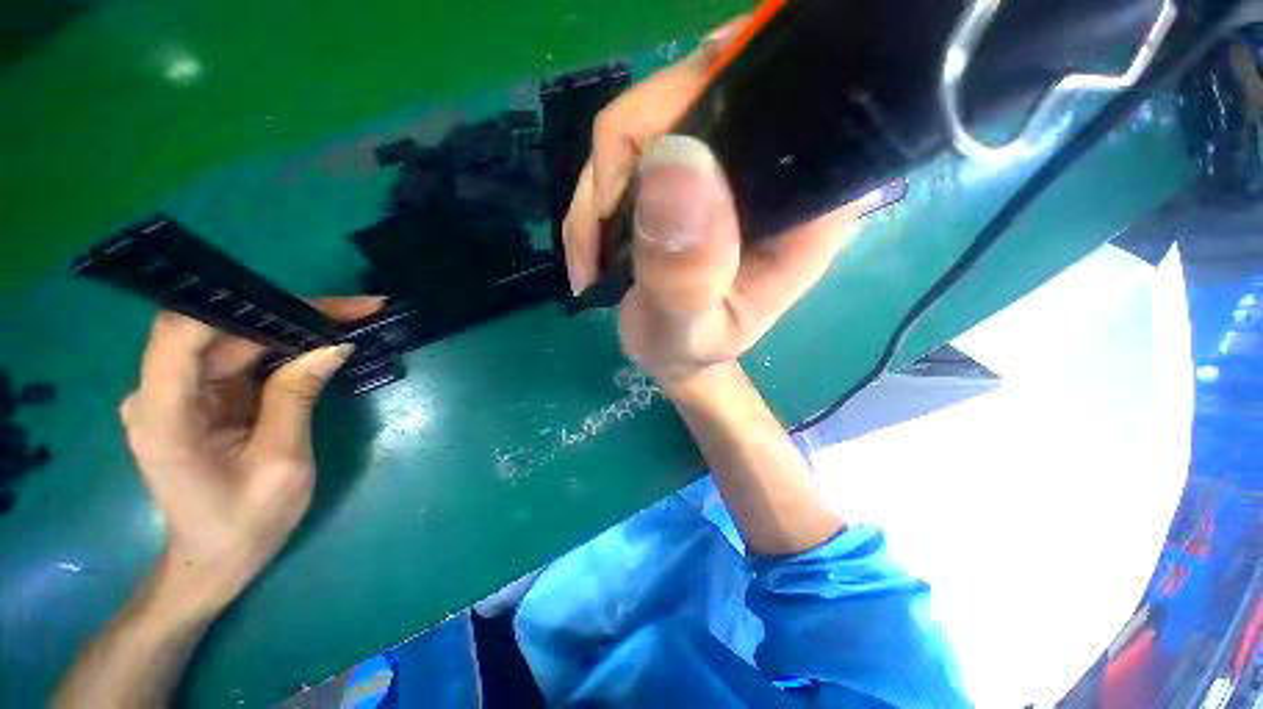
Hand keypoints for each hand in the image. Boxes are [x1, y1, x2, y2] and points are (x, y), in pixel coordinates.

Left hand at [119, 298, 380, 611]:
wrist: (217, 558)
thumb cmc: (247, 523)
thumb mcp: (283, 462)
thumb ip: (296, 398)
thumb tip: (333, 345)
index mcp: (165, 418)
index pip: (181, 336)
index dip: (239, 308)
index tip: (310, 305)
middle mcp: (160, 394)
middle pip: (218, 330)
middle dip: (288, 313)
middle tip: (357, 308)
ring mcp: (180, 391)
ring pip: (234, 337)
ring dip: (293, 325)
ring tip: (351, 317)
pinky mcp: (201, 394)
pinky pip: (242, 355)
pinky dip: (284, 344)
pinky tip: (321, 339)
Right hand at [563, 17, 870, 385]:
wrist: (673, 352)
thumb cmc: (688, 350)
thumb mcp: (685, 330)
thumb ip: (685, 272)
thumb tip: (673, 159)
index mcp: (805, 203)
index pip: (766, 100)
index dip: (690, 114)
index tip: (632, 195)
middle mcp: (777, 164)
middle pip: (697, 92)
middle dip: (624, 163)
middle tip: (602, 236)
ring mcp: (730, 158)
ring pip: (652, 116)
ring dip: (602, 187)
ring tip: (592, 253)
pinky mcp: (693, 166)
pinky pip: (630, 143)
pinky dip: (598, 192)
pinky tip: (593, 240)